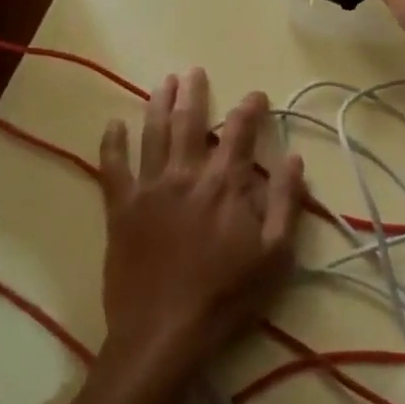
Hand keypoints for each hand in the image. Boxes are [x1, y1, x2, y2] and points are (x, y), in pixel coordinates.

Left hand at [94, 68, 304, 395]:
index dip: (250, 109)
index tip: (255, 95)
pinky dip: (111, 143)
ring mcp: (149, 189)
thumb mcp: (275, 255)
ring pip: (153, 135)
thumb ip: (286, 203)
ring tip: (163, 83)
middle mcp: (186, 175)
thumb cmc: (227, 295)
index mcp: (225, 184)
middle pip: (191, 123)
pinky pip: (112, 167)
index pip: (240, 133)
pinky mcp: (120, 209)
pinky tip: (112, 124)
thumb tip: (293, 158)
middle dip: (195, 93)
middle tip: (195, 71)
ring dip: (158, 105)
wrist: (164, 331)